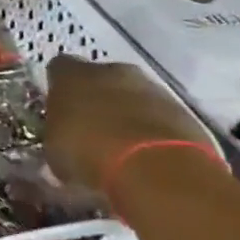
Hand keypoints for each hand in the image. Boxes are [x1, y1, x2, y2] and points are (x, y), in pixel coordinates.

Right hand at [42, 54, 211, 192]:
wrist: (158, 170)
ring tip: (123, 146)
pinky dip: (154, 129)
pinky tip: (149, 155)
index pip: (58, 69)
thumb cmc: (90, 155)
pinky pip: (160, 115)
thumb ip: (57, 135)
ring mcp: (152, 88)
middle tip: (92, 128)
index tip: (58, 110)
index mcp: (71, 74)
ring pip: (133, 95)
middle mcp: (111, 70)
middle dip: (97, 97)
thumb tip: (60, 139)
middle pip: (100, 77)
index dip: (58, 88)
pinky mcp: (184, 110)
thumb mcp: (55, 151)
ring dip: (128, 113)